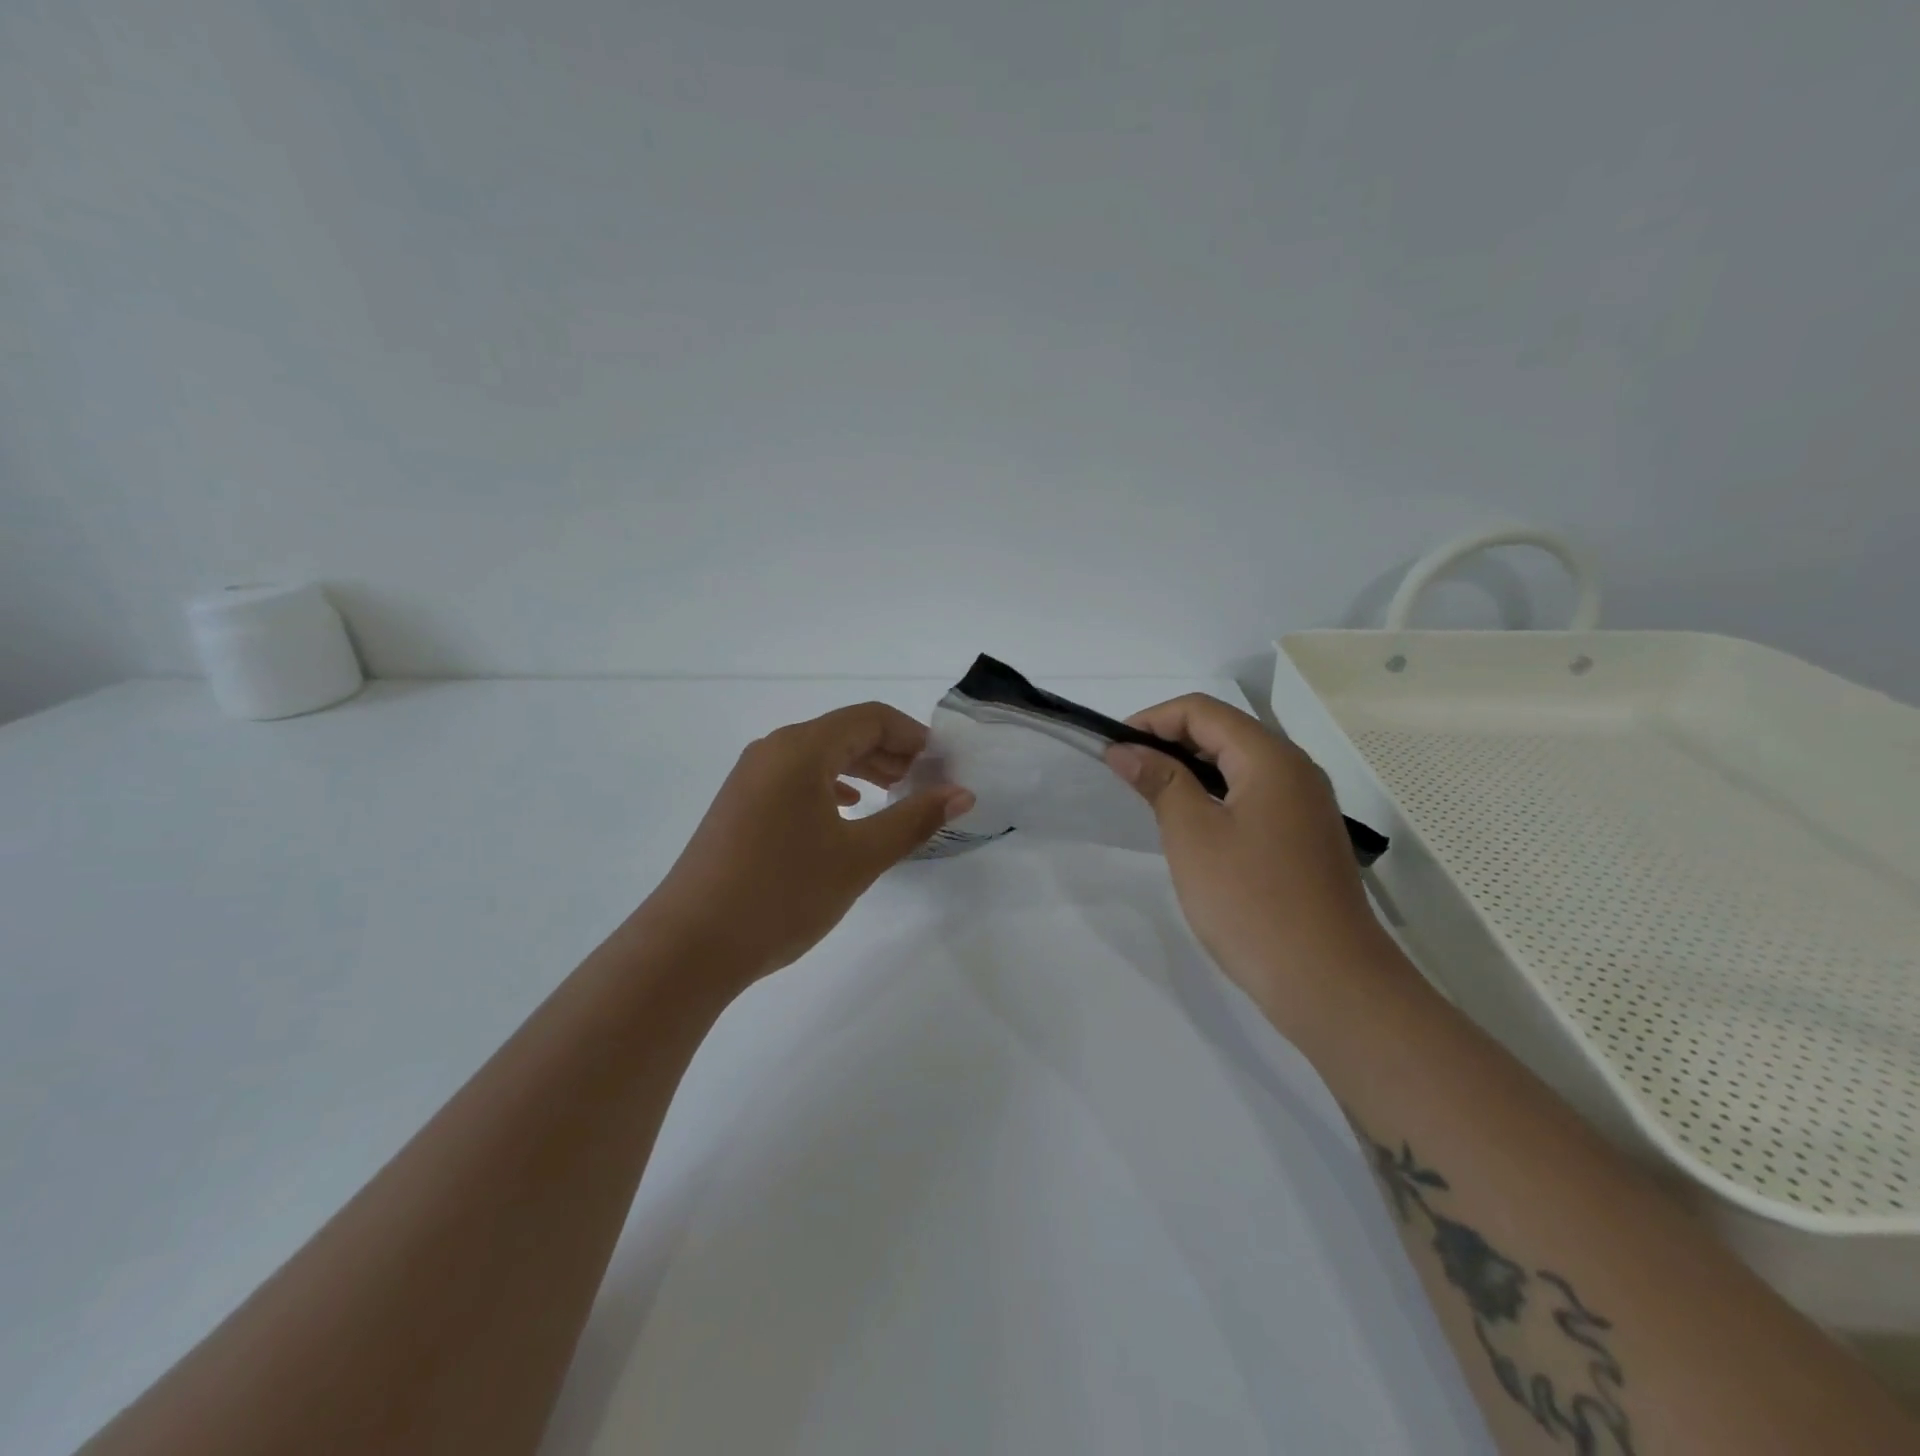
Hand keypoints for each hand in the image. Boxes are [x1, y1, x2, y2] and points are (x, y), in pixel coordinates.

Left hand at [637, 702, 973, 986]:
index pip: (870, 718)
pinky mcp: (739, 805)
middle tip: (926, 783)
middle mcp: (773, 750)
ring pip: (818, 756)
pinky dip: (830, 787)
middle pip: (843, 732)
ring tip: (895, 795)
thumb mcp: (859, 857)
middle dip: (890, 752)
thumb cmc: (783, 893)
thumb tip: (962, 793)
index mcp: (801, 749)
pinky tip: (847, 811)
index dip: (912, 735)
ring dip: (862, 769)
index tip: (943, 765)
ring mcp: (750, 778)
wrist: (691, 945)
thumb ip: (914, 819)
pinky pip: (795, 779)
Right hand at [1105, 694, 1394, 1026]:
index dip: (1152, 719)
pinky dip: (1216, 795)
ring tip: (1151, 794)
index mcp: (1271, 758)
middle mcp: (1296, 770)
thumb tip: (1125, 749)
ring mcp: (1306, 805)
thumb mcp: (1192, 835)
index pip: (1202, 711)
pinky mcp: (1305, 837)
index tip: (1114, 748)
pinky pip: (1254, 795)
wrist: (1328, 981)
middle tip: (1126, 771)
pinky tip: (1193, 825)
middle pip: (1225, 731)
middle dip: (1170, 740)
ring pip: (1240, 764)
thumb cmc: (1251, 901)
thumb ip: (1160, 781)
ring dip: (1192, 769)